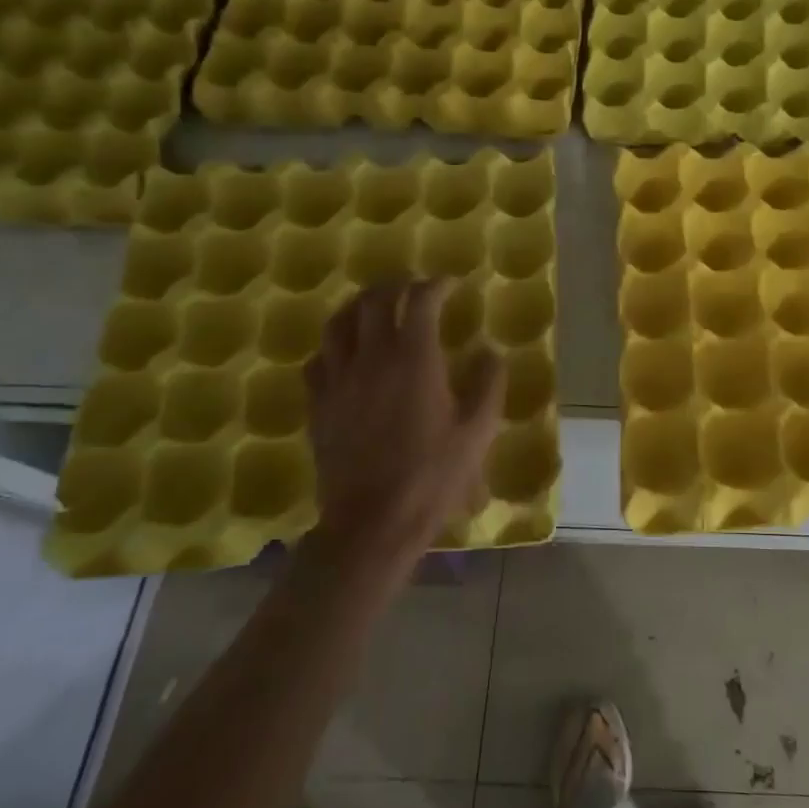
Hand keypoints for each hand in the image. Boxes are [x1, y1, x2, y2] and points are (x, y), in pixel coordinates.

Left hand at [301, 279, 501, 567]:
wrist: (372, 523)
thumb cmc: (433, 476)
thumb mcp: (478, 432)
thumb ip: (488, 384)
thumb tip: (490, 352)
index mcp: (415, 359)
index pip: (420, 301)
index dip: (435, 285)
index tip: (450, 284)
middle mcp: (372, 358)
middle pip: (375, 301)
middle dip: (396, 285)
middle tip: (413, 287)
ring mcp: (339, 380)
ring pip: (339, 323)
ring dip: (359, 306)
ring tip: (375, 307)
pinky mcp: (318, 405)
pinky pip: (318, 360)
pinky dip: (334, 345)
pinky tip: (345, 354)